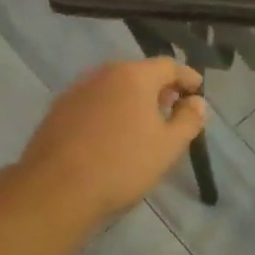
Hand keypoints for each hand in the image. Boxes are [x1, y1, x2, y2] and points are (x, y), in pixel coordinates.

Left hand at [20, 58, 207, 222]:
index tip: (198, 91)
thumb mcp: (168, 146)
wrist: (57, 188)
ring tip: (144, 124)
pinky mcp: (58, 110)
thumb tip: (196, 102)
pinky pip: (95, 102)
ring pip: (114, 87)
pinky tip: (113, 135)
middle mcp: (103, 73)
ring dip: (133, 100)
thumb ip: (189, 120)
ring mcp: (77, 90)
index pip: (168, 65)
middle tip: (173, 109)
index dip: (187, 77)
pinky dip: (110, 111)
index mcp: (134, 76)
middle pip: (139, 73)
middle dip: (159, 88)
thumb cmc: (123, 164)